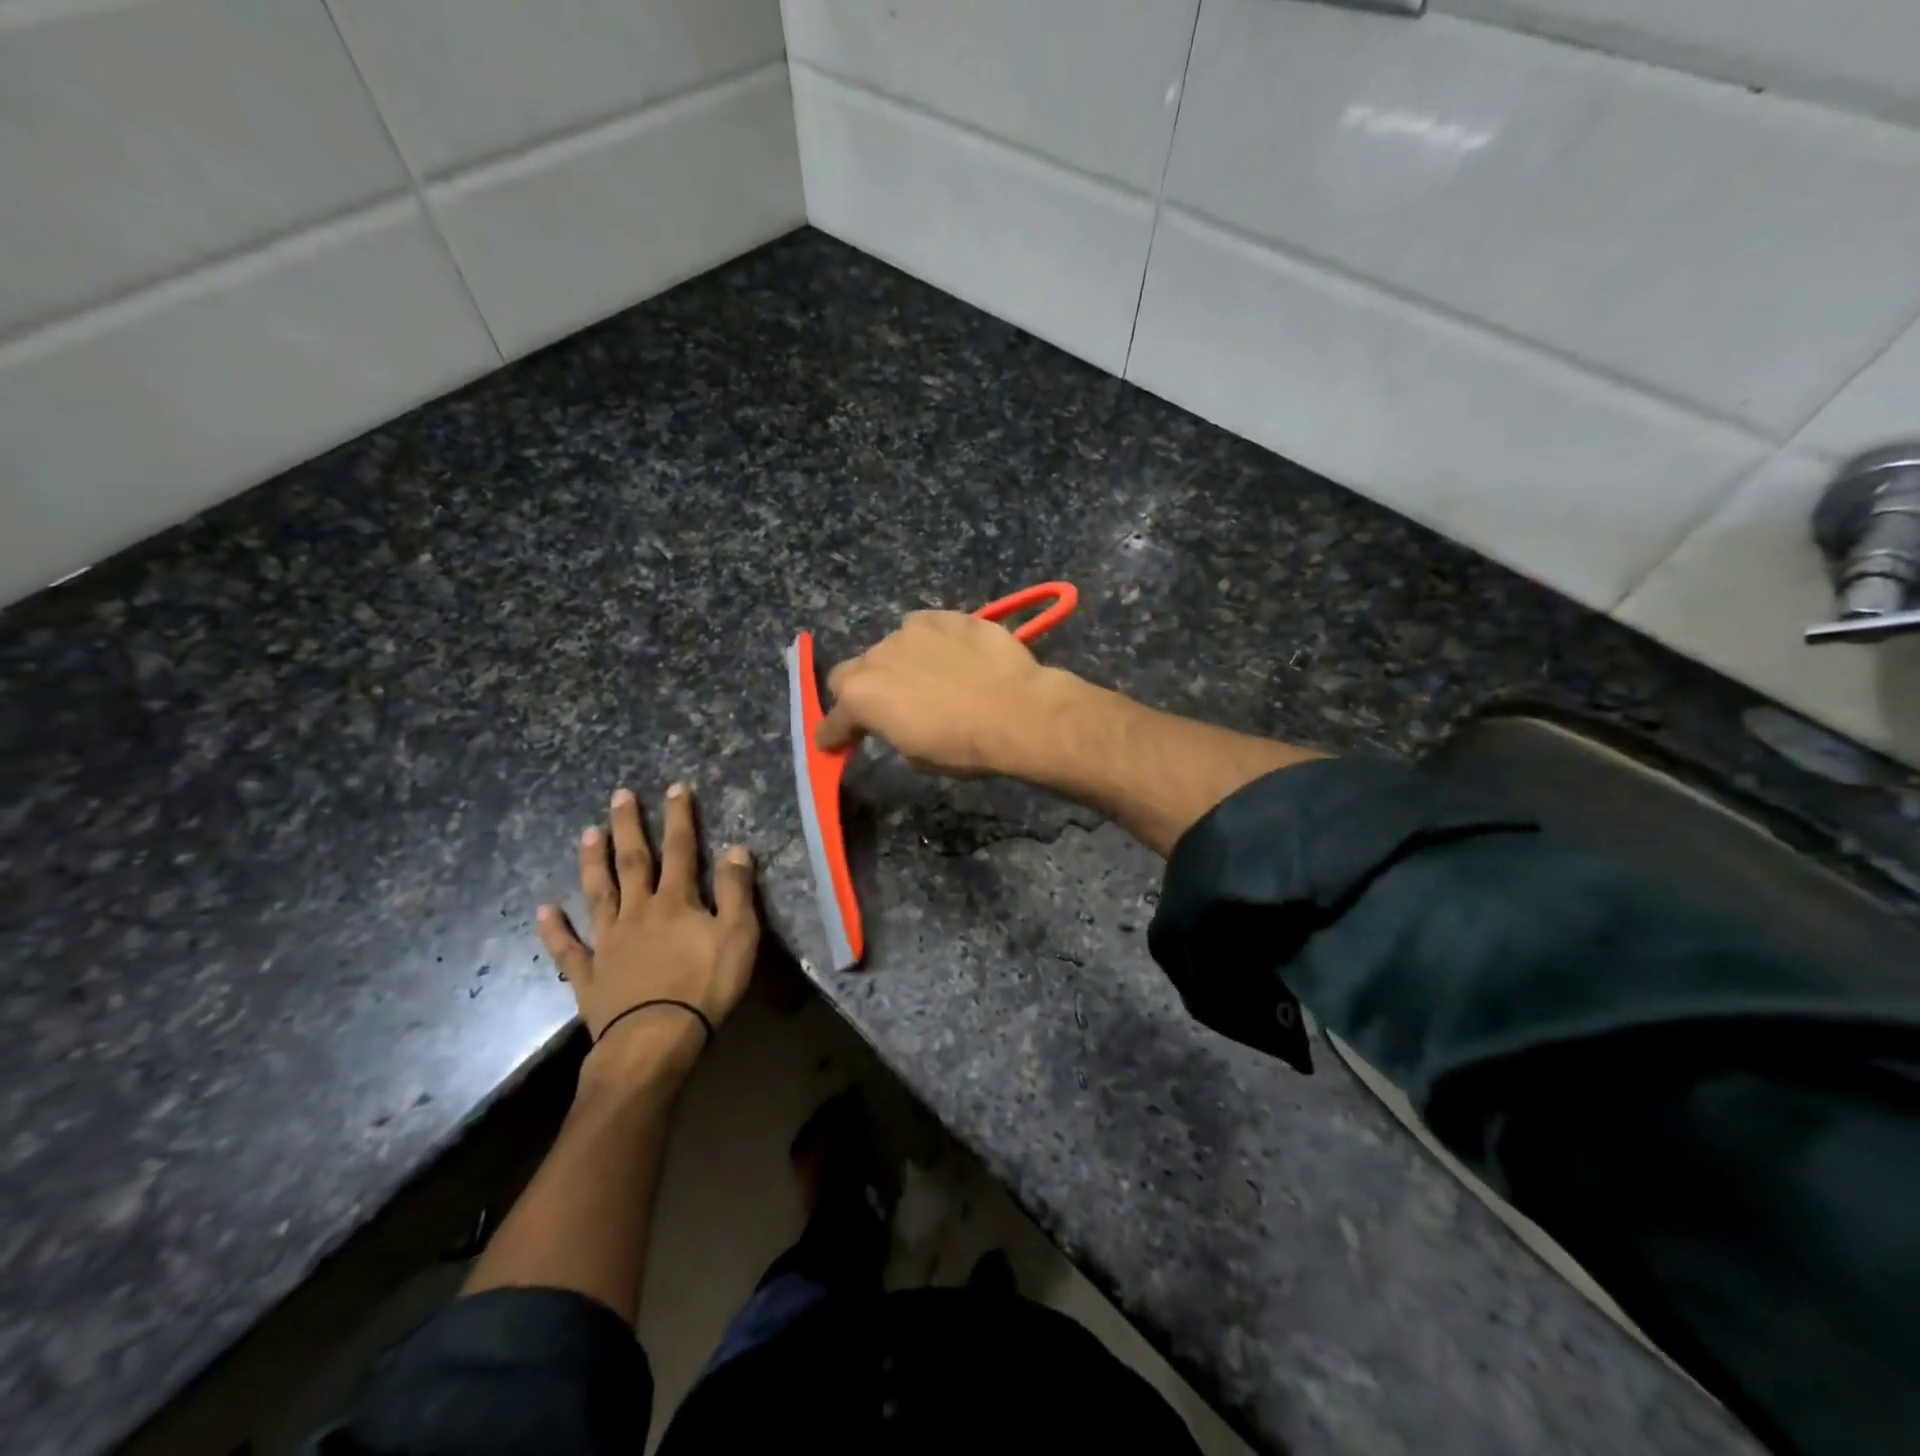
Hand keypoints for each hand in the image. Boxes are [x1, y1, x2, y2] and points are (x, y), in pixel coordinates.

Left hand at [538, 784, 758, 1084]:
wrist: (655, 1040)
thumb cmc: (704, 986)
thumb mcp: (738, 935)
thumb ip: (736, 891)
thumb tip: (737, 848)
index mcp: (675, 902)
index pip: (681, 850)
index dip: (680, 817)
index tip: (675, 787)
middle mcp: (637, 912)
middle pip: (633, 862)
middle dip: (629, 827)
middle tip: (619, 796)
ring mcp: (608, 943)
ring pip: (598, 894)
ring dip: (592, 863)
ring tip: (587, 834)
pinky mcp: (589, 975)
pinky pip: (568, 948)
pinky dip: (555, 929)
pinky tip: (544, 910)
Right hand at [815, 611, 1081, 777]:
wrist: (1018, 711)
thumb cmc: (965, 746)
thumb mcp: (920, 758)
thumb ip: (896, 737)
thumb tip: (902, 728)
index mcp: (862, 699)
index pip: (832, 720)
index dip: (834, 733)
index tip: (835, 741)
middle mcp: (876, 658)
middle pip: (850, 673)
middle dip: (860, 690)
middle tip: (886, 705)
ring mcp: (909, 631)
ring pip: (889, 646)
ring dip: (898, 663)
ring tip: (930, 677)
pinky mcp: (943, 616)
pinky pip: (923, 627)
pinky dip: (930, 641)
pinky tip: (952, 655)